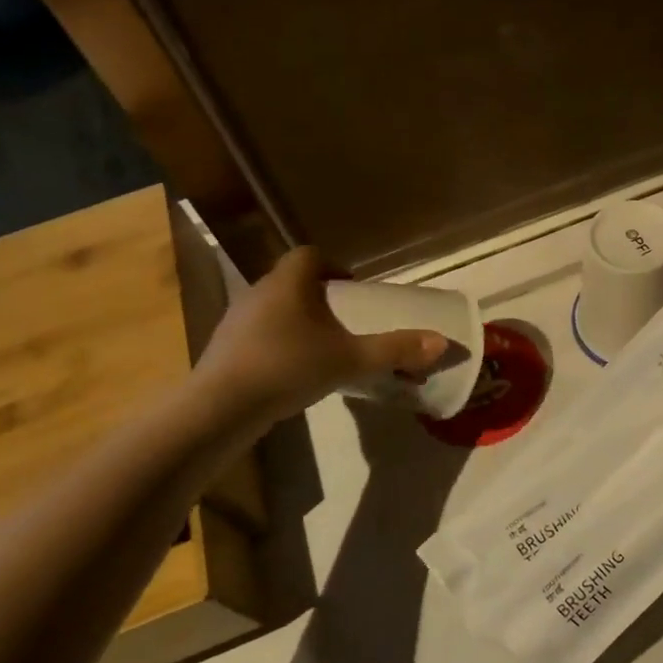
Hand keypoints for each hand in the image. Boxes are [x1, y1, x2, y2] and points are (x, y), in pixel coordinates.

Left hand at [195, 247, 447, 422]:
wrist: (221, 407)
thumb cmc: (289, 367)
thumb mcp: (350, 359)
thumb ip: (394, 350)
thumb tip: (441, 343)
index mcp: (289, 282)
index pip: (310, 255)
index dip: (334, 266)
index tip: (353, 289)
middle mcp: (259, 291)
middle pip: (294, 282)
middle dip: (320, 298)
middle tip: (345, 322)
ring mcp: (237, 320)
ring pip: (275, 309)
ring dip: (299, 322)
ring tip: (322, 349)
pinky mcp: (225, 348)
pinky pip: (259, 334)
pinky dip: (279, 344)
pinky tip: (293, 372)